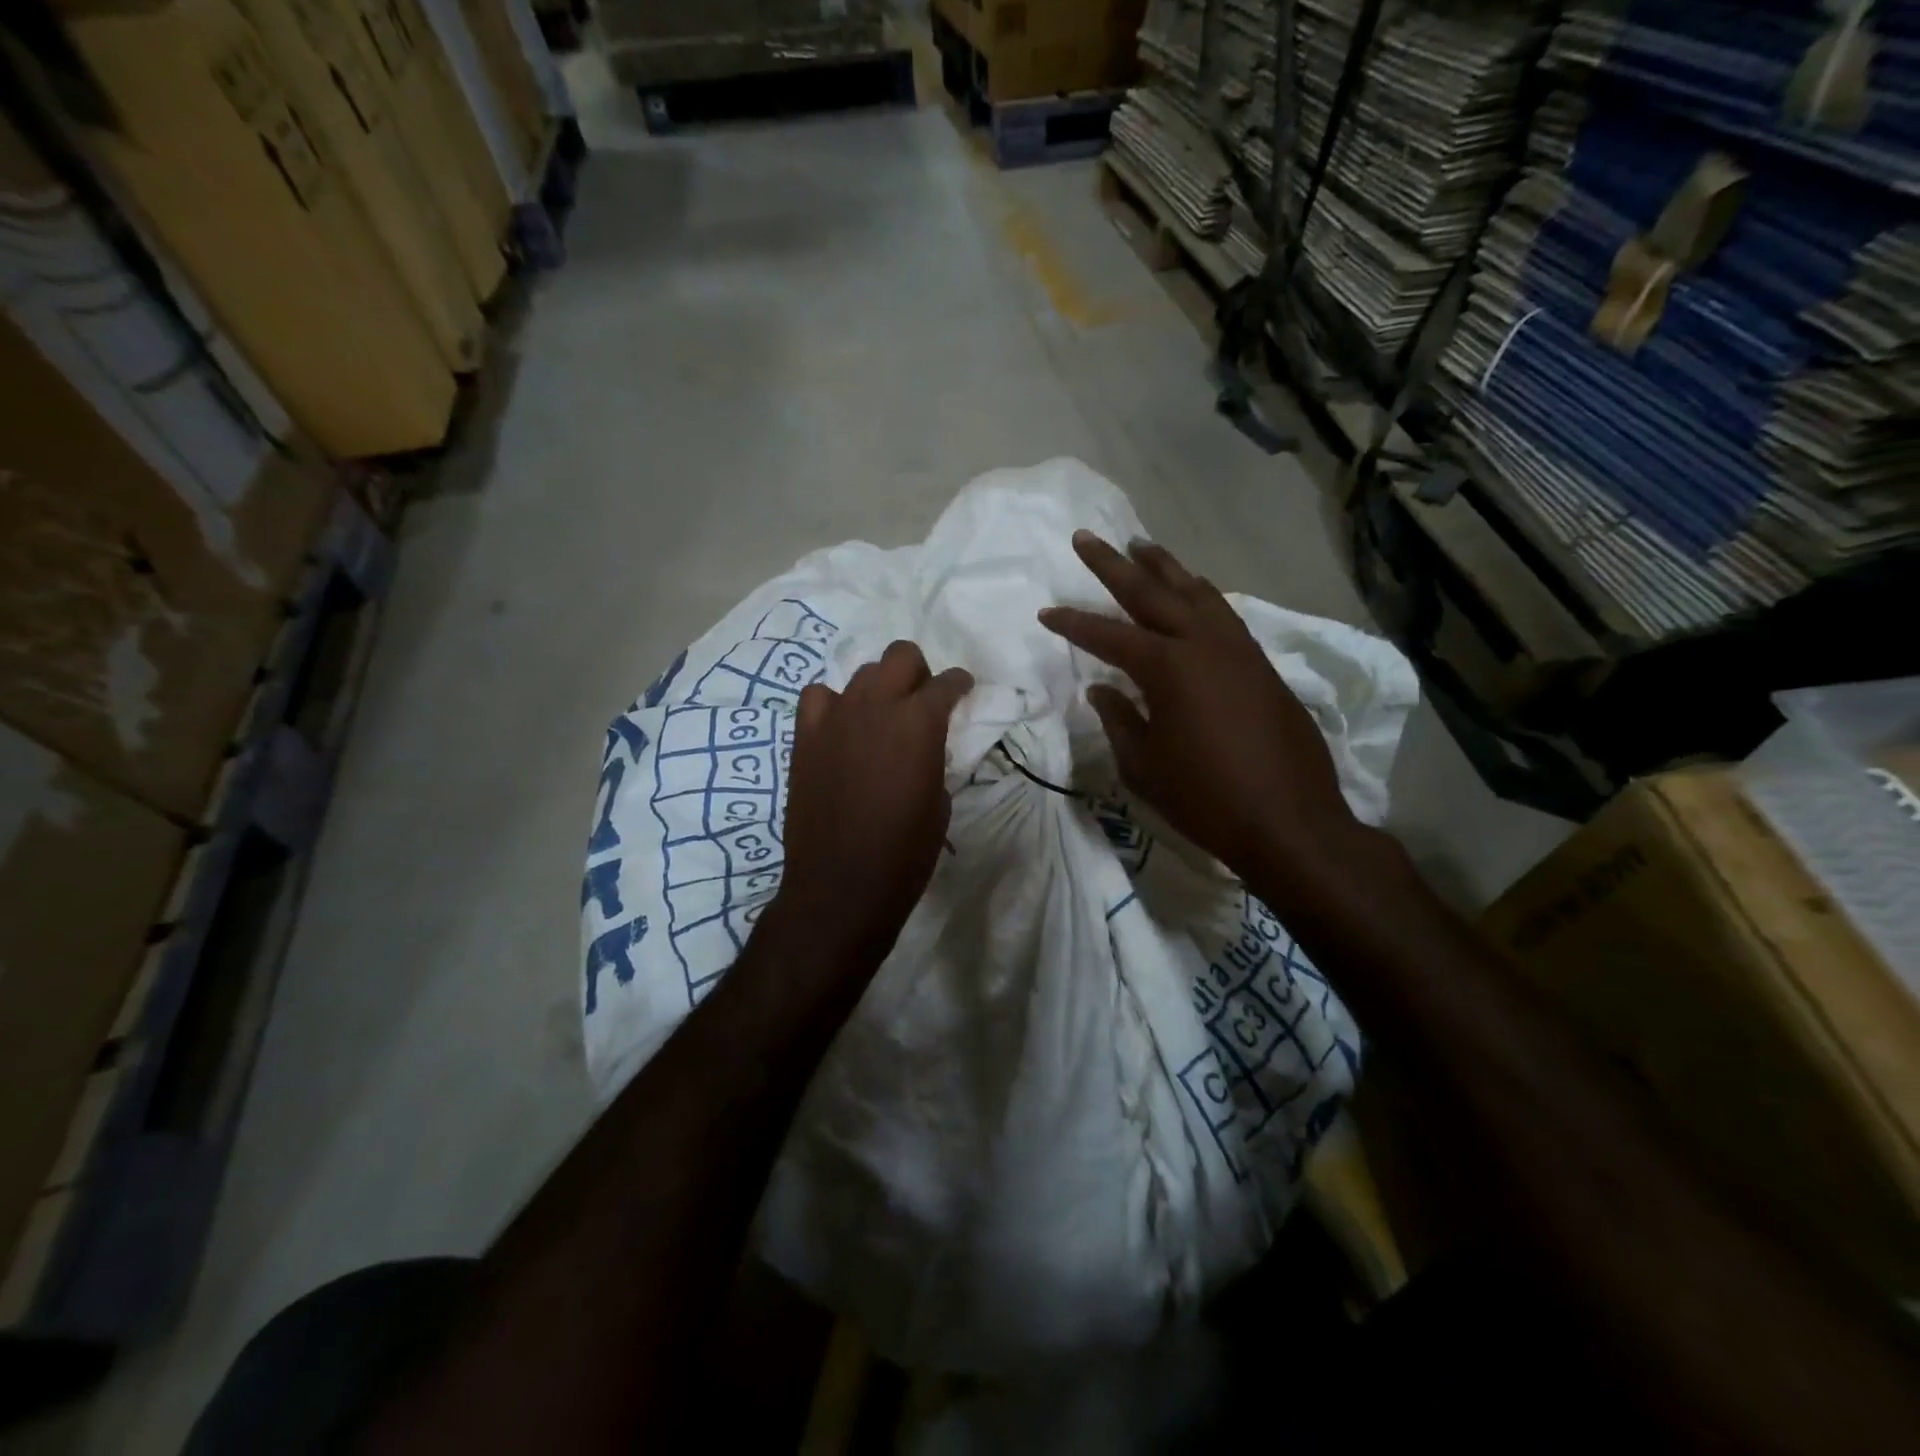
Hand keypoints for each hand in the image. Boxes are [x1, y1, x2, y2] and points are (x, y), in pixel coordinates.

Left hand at [771, 641, 972, 969]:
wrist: (841, 885)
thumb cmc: (904, 853)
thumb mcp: (939, 803)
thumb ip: (934, 758)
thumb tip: (924, 747)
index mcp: (920, 722)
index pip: (947, 683)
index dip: (959, 684)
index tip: (962, 690)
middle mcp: (877, 706)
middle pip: (901, 656)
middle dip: (918, 672)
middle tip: (921, 701)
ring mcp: (835, 717)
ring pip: (861, 672)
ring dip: (878, 688)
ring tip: (881, 717)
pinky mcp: (805, 737)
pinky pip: (818, 697)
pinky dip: (833, 704)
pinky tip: (841, 727)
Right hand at [1039, 531, 1361, 883]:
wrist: (1289, 821)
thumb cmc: (1205, 798)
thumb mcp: (1144, 765)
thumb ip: (1119, 719)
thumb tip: (1101, 688)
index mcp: (1167, 667)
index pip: (1108, 635)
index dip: (1073, 624)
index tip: (1046, 612)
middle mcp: (1203, 644)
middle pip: (1151, 592)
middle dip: (1113, 565)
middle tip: (1087, 537)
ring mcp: (1237, 650)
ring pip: (1195, 592)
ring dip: (1164, 567)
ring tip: (1141, 546)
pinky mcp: (1261, 664)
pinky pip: (1223, 613)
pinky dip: (1200, 594)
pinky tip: (1193, 591)